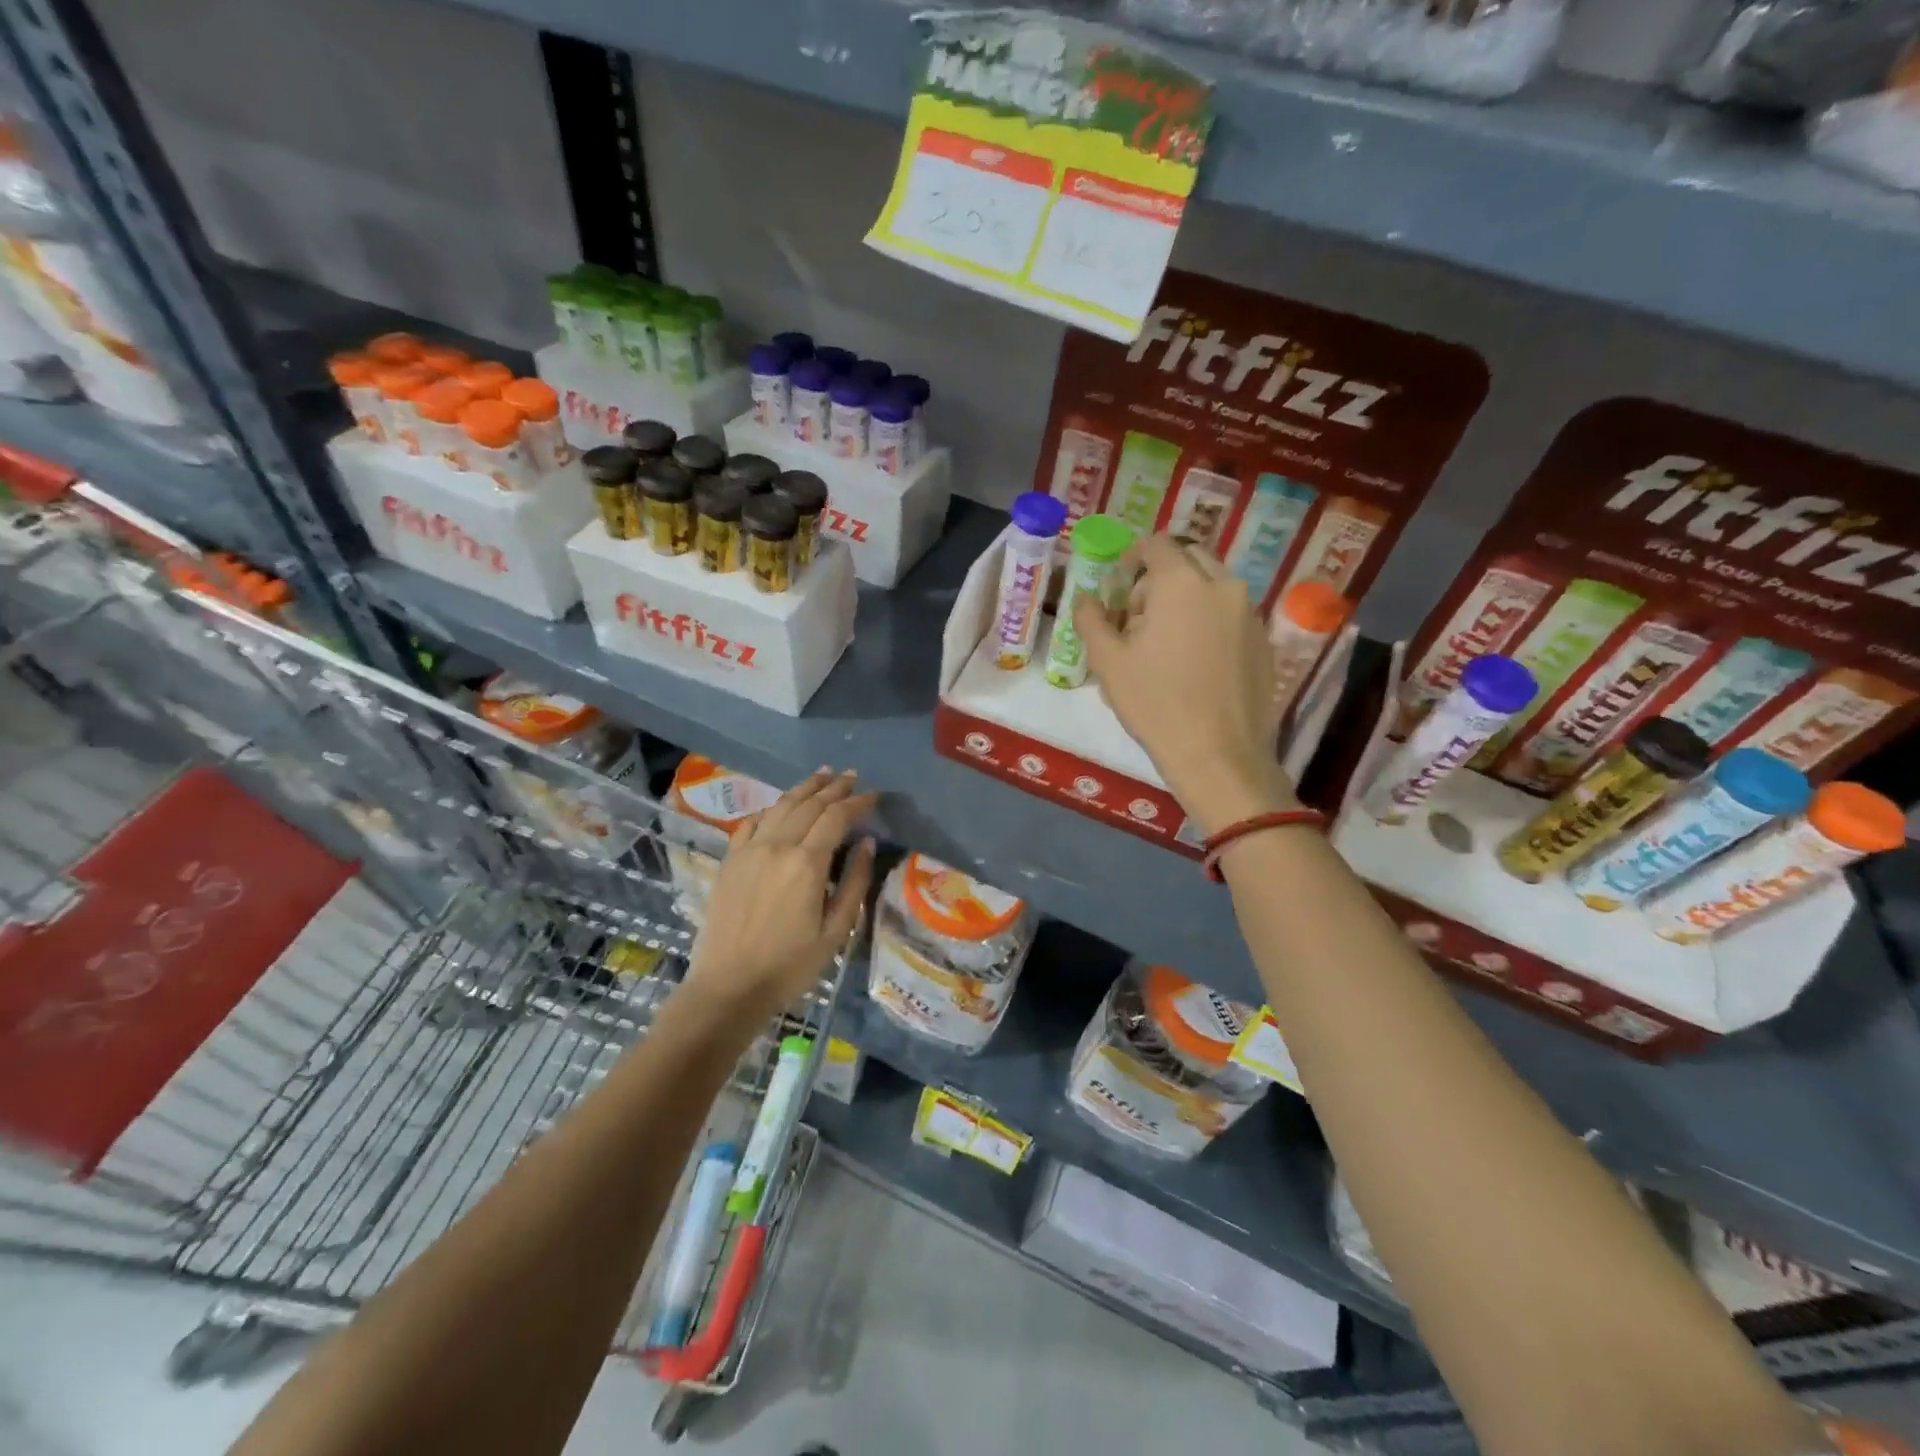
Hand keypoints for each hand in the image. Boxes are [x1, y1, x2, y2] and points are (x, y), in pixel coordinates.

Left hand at [683, 769, 877, 1019]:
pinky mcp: (730, 861)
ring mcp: (748, 851)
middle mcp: (776, 846)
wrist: (728, 987)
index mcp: (806, 863)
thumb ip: (854, 882)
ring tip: (822, 775)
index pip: (836, 817)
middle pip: (809, 805)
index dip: (857, 802)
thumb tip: (867, 844)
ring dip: (804, 789)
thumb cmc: (790, 965)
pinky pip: (751, 824)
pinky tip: (778, 807)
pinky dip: (770, 810)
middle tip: (851, 776)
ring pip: (780, 807)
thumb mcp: (836, 930)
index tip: (874, 795)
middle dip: (833, 788)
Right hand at [1075, 535, 1297, 835]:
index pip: (1156, 545)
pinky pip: (1231, 613)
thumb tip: (1086, 599)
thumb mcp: (1108, 662)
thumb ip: (1092, 620)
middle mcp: (1222, 586)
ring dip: (1186, 597)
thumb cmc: (1156, 704)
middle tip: (1138, 614)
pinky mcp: (1264, 641)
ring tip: (1165, 641)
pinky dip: (1209, 620)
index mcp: (1182, 583)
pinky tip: (1194, 662)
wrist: (1219, 755)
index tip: (1117, 583)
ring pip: (1213, 585)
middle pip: (1189, 559)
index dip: (1131, 556)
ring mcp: (1249, 613)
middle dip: (1160, 575)